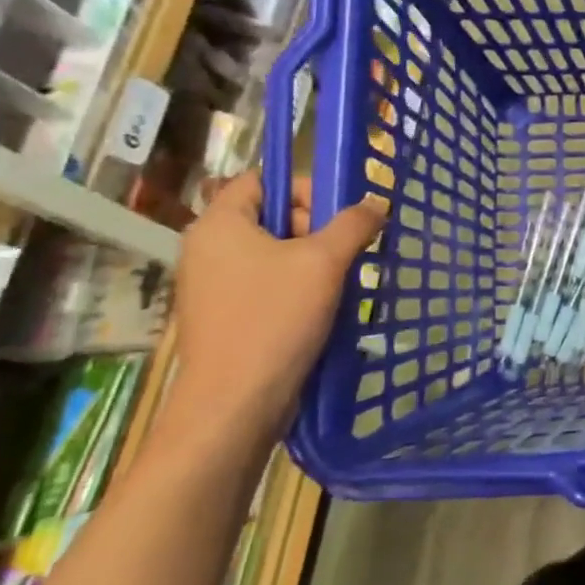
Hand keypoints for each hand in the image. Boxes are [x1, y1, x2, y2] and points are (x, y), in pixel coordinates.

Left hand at [158, 173, 386, 458]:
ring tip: (341, 283)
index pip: (262, 180)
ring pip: (273, 254)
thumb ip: (354, 224)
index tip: (339, 213)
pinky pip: (266, 285)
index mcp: (219, 225)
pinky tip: (323, 310)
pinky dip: (297, 289)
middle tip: (345, 252)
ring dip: (312, 262)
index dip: (304, 187)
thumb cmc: (275, 320)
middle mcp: (207, 249)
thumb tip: (377, 203)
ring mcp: (212, 286)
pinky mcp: (224, 317)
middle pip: (271, 216)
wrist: (235, 404)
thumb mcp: (325, 262)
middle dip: (315, 229)